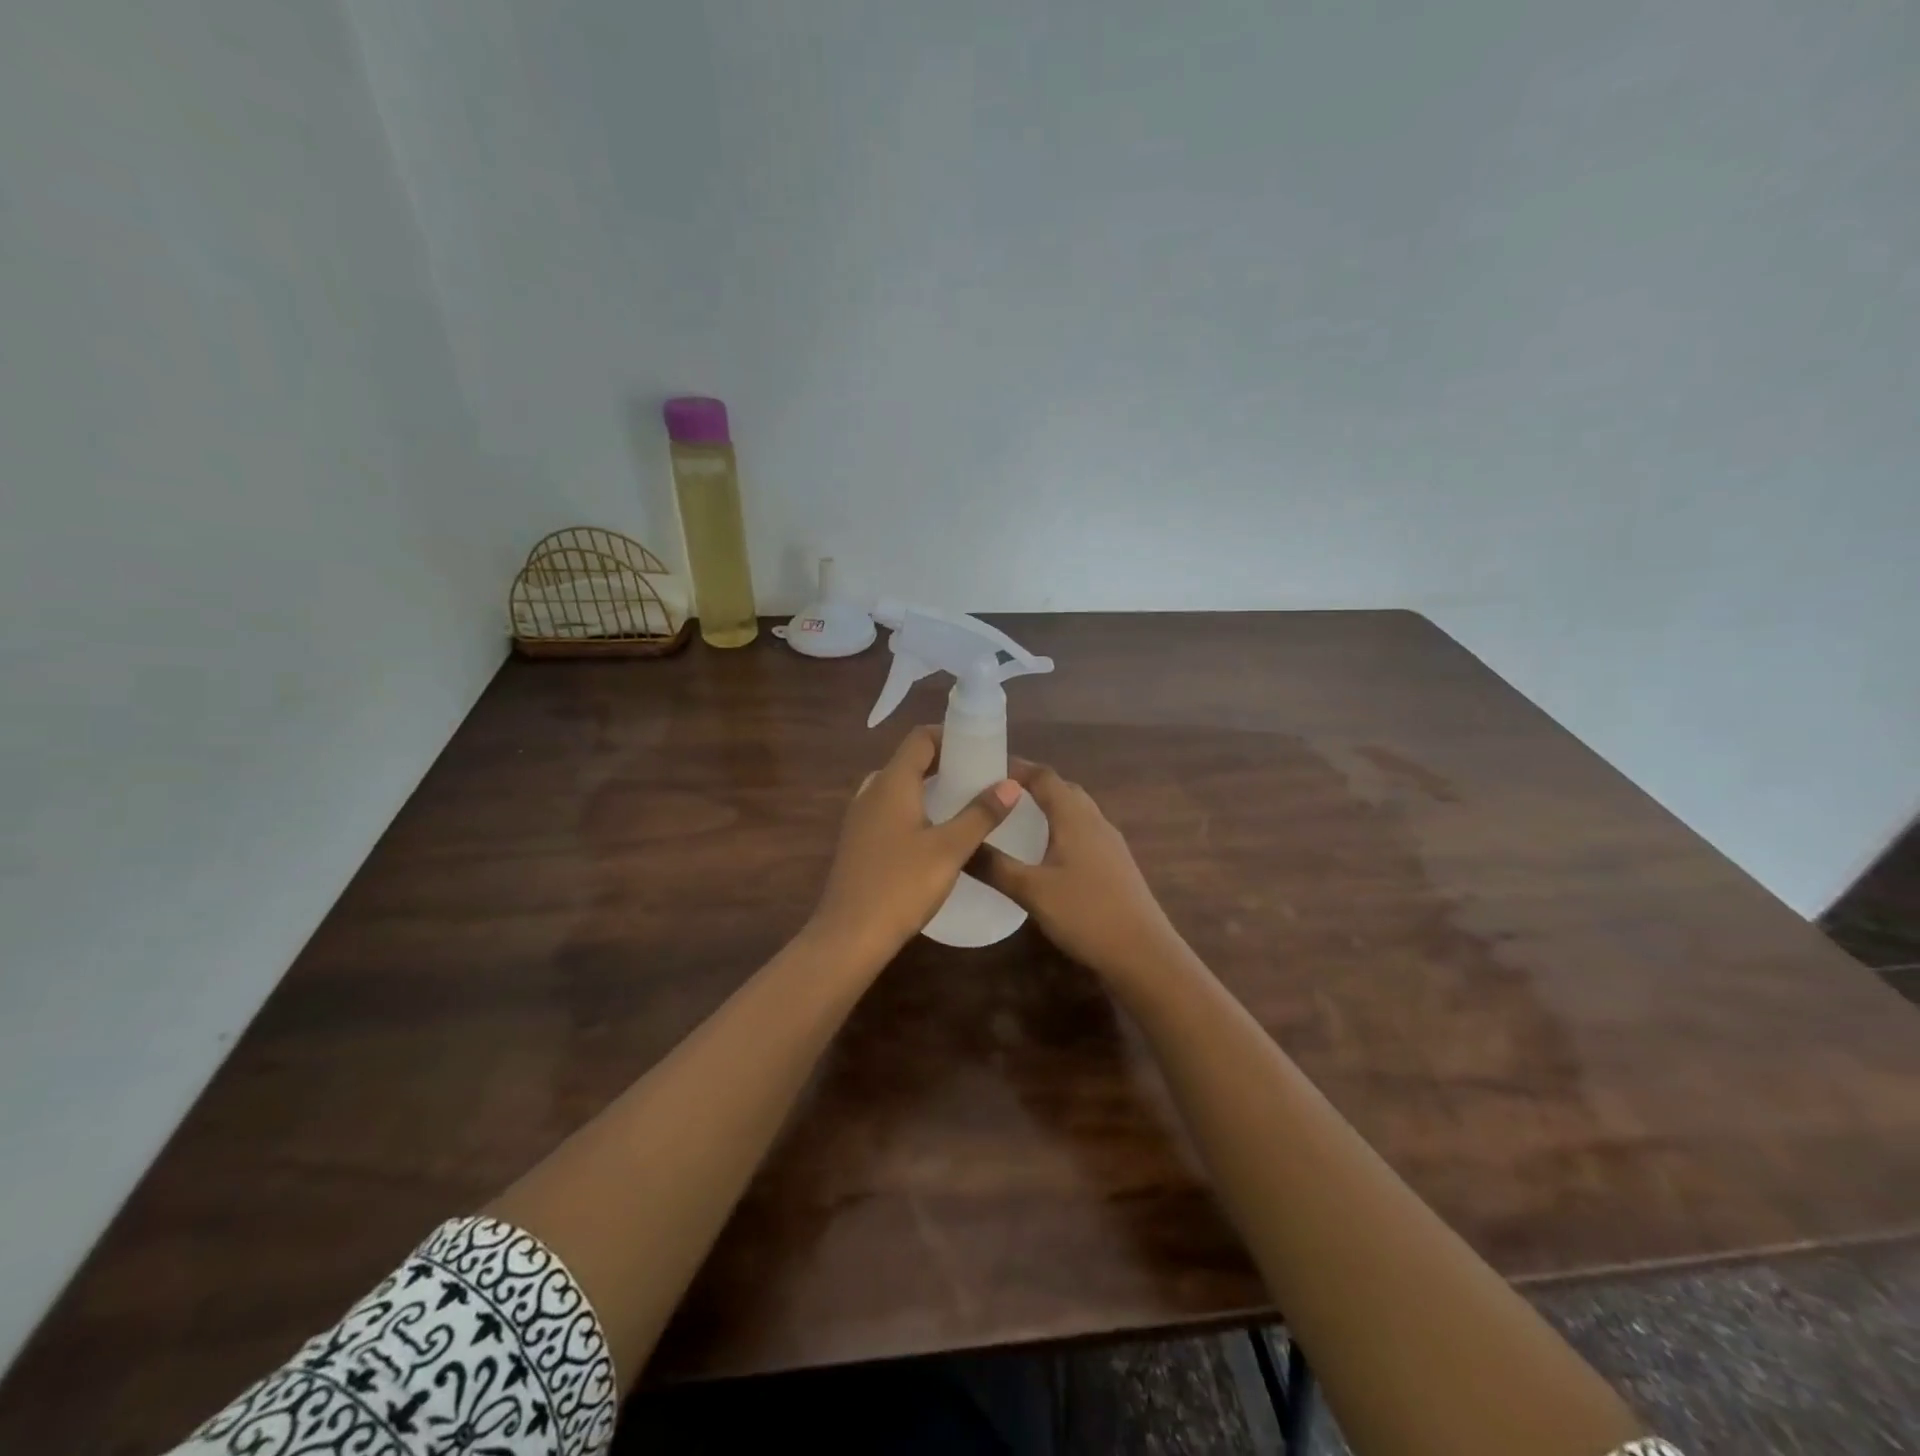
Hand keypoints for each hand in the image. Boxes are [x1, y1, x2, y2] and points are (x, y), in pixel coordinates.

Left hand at [808, 725, 1020, 966]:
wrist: (849, 936)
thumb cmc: (901, 885)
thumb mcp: (950, 849)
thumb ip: (981, 814)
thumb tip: (1011, 784)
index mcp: (892, 783)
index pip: (920, 738)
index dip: (950, 734)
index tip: (981, 746)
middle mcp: (871, 792)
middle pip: (909, 761)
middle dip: (944, 761)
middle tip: (978, 775)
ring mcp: (860, 818)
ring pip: (898, 787)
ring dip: (928, 786)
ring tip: (962, 802)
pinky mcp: (858, 842)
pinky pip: (889, 810)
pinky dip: (914, 808)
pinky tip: (934, 834)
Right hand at [982, 761, 1189, 984]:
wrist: (1143, 954)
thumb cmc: (1086, 913)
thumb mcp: (1031, 891)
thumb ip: (994, 866)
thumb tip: (959, 844)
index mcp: (1075, 816)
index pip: (1044, 776)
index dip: (1016, 768)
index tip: (984, 769)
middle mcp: (1095, 821)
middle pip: (1062, 789)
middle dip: (1030, 787)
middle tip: (996, 796)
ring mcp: (1110, 843)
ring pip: (1075, 812)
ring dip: (1048, 808)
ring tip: (1015, 821)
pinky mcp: (1115, 865)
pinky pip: (1083, 833)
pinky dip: (1060, 831)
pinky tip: (1045, 855)